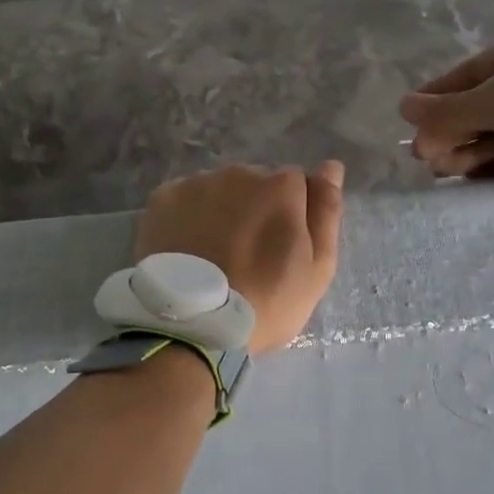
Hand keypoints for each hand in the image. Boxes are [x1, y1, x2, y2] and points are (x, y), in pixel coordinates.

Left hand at [136, 162, 344, 352]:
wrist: (194, 326)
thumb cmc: (267, 302)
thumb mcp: (317, 268)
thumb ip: (326, 212)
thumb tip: (330, 167)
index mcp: (282, 186)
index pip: (296, 185)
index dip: (292, 216)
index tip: (281, 250)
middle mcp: (239, 172)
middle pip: (255, 184)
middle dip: (255, 210)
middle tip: (246, 256)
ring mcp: (197, 183)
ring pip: (219, 190)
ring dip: (221, 212)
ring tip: (213, 256)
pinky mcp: (162, 198)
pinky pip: (185, 200)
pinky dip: (188, 217)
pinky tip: (187, 249)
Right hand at [399, 27, 493, 201]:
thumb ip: (449, 108)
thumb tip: (403, 106)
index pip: (473, 71)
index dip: (439, 95)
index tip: (411, 119)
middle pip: (483, 103)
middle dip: (451, 129)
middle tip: (424, 154)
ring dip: (467, 148)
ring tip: (441, 168)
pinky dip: (491, 161)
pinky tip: (467, 174)